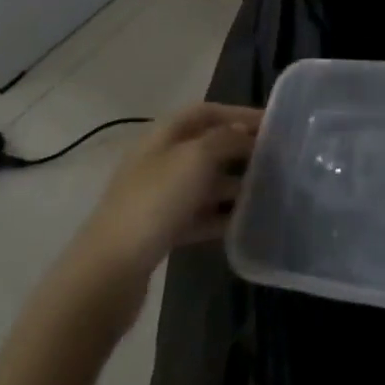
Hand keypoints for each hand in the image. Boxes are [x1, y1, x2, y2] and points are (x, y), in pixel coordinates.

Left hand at [66, 103, 260, 317]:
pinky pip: (198, 215)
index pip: (205, 112)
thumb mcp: (196, 159)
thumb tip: (245, 132)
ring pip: (204, 182)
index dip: (238, 113)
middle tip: (274, 157)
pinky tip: (243, 222)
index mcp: (163, 135)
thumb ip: (226, 139)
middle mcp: (159, 160)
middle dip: (239, 148)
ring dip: (232, 183)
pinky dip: (219, 216)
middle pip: (206, 145)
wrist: (109, 272)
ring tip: (265, 190)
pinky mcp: (160, 231)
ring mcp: (158, 197)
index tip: (271, 123)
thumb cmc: (155, 202)